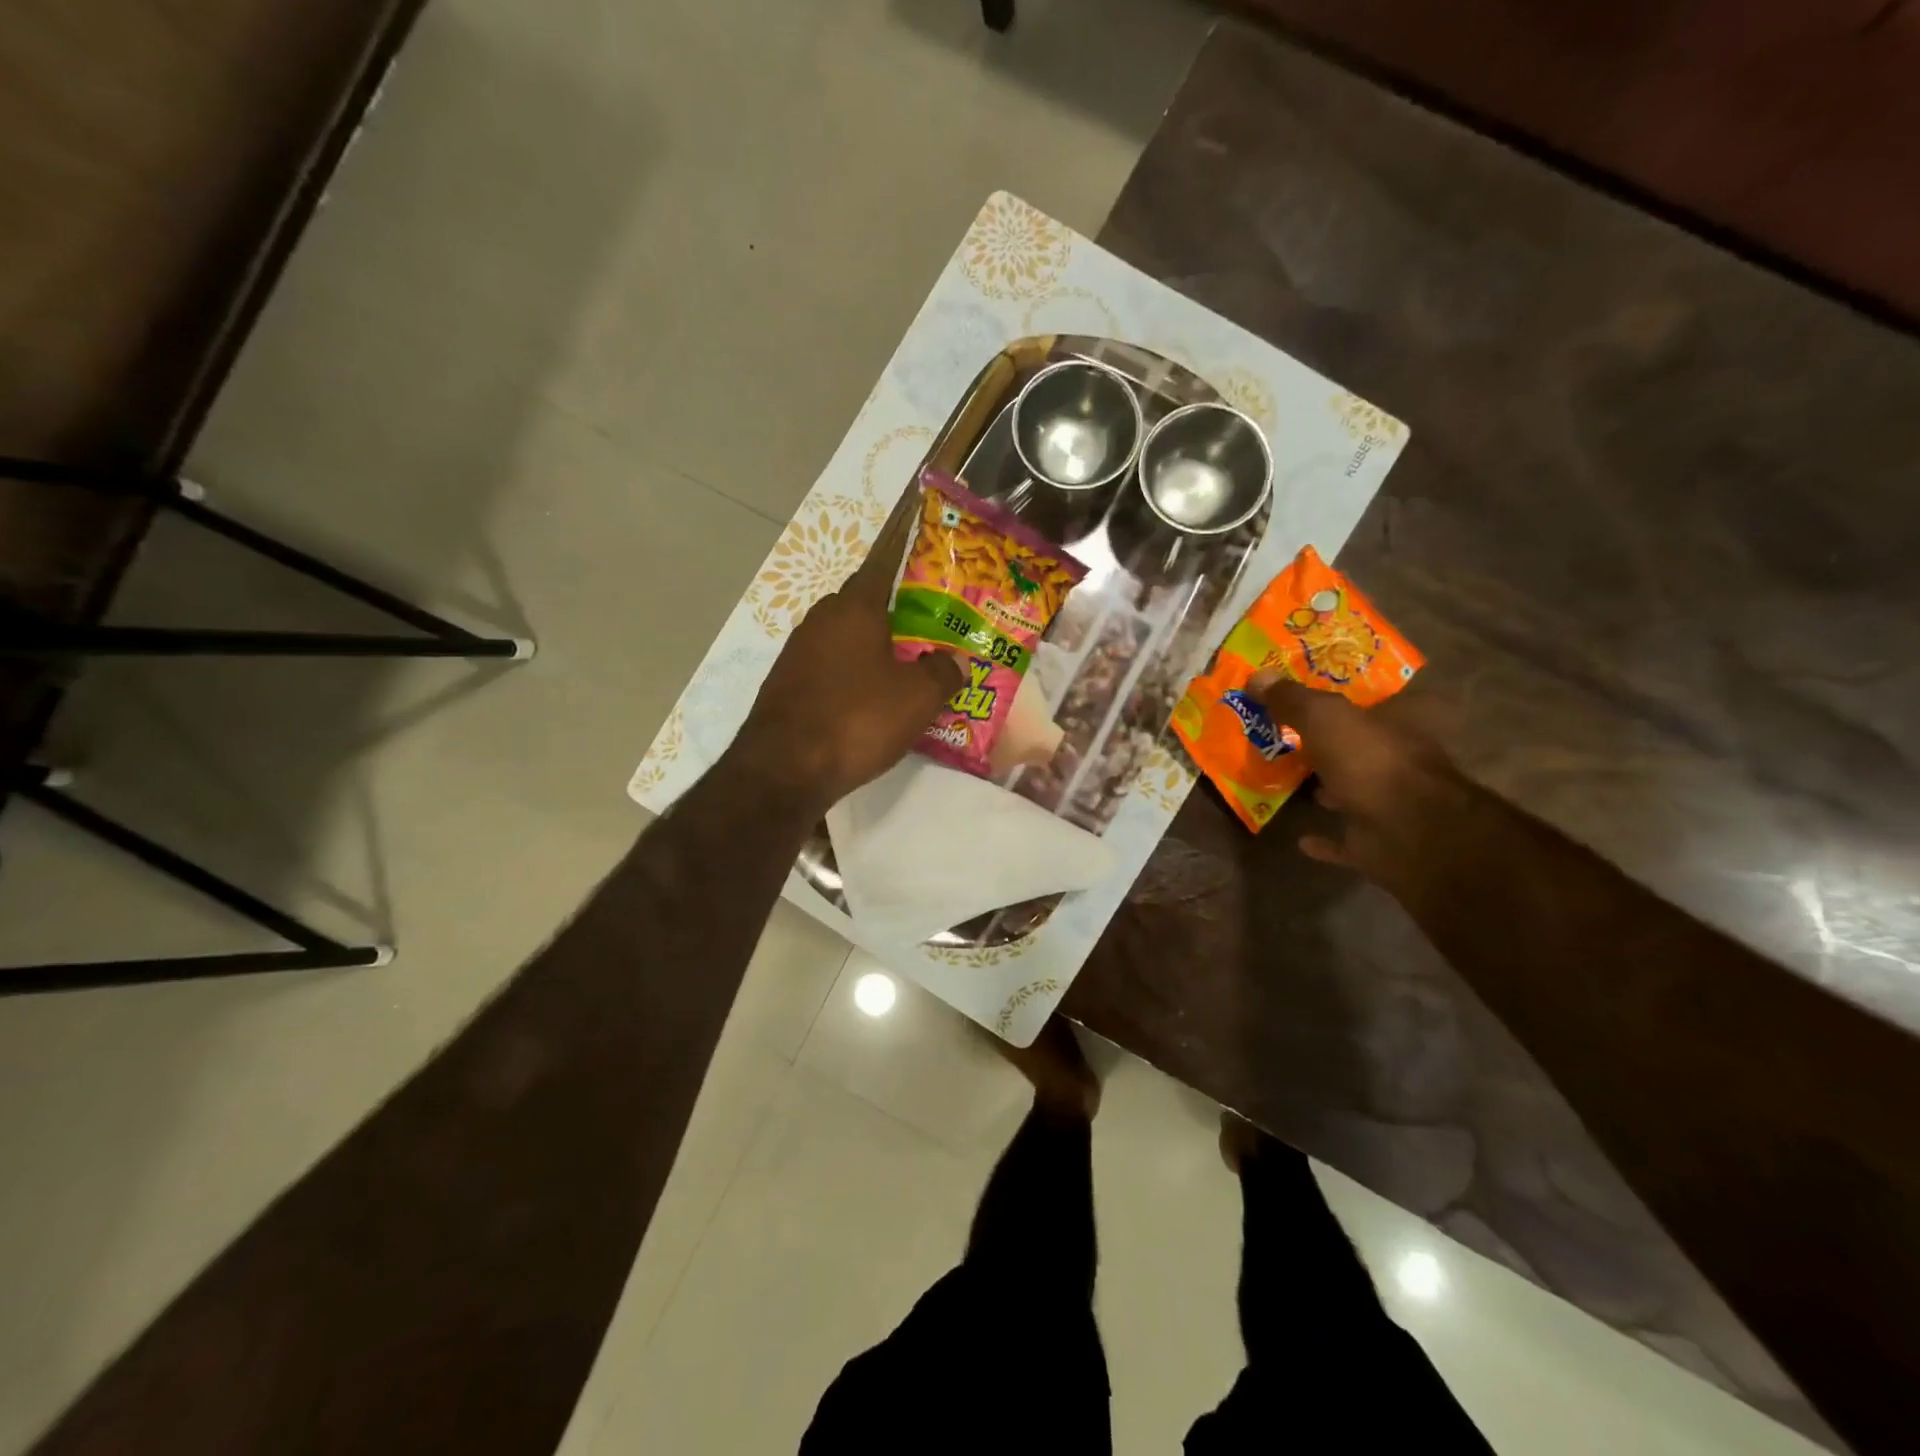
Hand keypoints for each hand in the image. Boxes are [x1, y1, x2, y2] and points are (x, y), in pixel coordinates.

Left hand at [731, 504, 963, 809]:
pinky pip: (827, 667)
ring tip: (903, 670)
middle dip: (894, 615)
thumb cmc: (857, 719)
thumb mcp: (918, 698)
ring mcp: (797, 652)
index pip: (882, 565)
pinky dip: (849, 675)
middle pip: (863, 605)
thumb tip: (956, 660)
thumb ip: (944, 672)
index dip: (903, 557)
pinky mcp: (785, 684)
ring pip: (844, 638)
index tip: (923, 557)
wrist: (784, 769)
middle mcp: (820, 620)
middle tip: (926, 633)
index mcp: (854, 608)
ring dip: (870, 649)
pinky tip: (866, 702)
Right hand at [1249, 675, 1462, 885]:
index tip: (1310, 695)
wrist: (1409, 832)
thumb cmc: (1372, 760)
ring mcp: (1392, 803)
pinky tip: (1300, 837)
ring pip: (1354, 789)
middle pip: (1361, 744)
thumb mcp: (1323, 716)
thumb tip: (1256, 676)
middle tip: (1287, 735)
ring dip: (1328, 787)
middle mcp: (1403, 758)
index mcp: (1403, 721)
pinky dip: (1326, 838)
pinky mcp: (1379, 842)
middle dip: (1331, 742)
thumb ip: (1291, 698)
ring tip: (1289, 779)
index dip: (1345, 695)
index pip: (1376, 698)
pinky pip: (1346, 839)